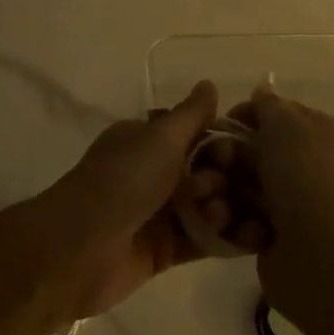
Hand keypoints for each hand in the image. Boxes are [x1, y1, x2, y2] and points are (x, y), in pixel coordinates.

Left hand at [12, 81, 220, 319]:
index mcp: (146, 141)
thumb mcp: (160, 138)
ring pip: (207, 207)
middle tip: (214, 188)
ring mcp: (158, 214)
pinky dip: (227, 239)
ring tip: (219, 215)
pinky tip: (252, 237)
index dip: (220, 143)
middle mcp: (153, 174)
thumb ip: (191, 114)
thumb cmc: (123, 181)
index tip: (232, 153)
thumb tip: (209, 84)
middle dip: (223, 178)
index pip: (195, 136)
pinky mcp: (165, 250)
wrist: (81, 247)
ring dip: (226, 209)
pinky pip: (204, 241)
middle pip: (206, 172)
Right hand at [179, 85, 333, 329]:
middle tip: (208, 167)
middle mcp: (308, 165)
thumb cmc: (301, 176)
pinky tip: (226, 224)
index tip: (219, 125)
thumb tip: (263, 92)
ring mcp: (292, 202)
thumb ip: (268, 105)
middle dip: (225, 158)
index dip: (245, 116)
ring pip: (242, 187)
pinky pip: (242, 218)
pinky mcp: (275, 235)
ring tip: (212, 202)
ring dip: (222, 192)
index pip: (275, 114)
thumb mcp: (284, 123)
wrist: (317, 252)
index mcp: (318, 133)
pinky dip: (232, 221)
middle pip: (252, 151)